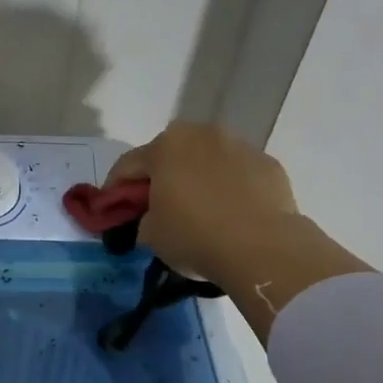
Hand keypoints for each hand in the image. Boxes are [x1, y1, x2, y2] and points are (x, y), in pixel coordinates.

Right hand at [107, 123, 367, 337]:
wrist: (263, 248)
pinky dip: (230, 188)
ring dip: (197, 178)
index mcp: (165, 146)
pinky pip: (239, 174)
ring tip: (199, 209)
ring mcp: (240, 146)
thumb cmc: (195, 236)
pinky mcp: (269, 164)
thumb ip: (143, 219)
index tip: (112, 210)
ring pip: (207, 160)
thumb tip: (152, 218)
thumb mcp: (151, 235)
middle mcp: (202, 135)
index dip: (115, 189)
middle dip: (160, 176)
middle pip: (170, 154)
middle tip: (156, 206)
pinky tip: (231, 214)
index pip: (127, 165)